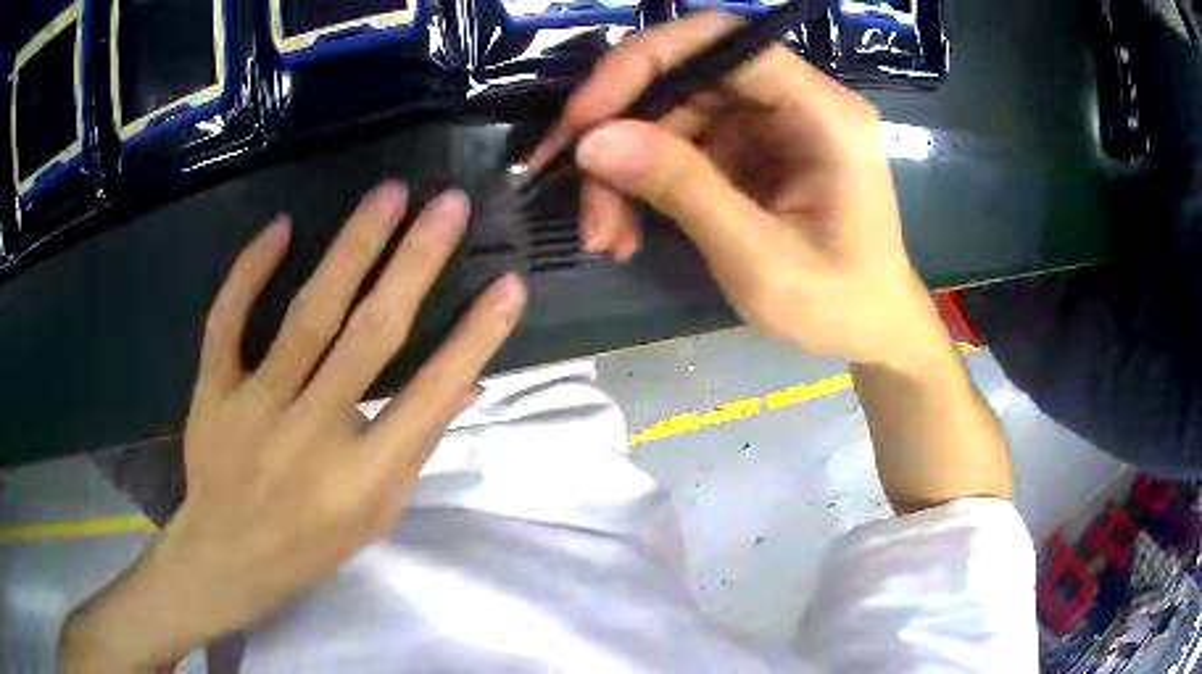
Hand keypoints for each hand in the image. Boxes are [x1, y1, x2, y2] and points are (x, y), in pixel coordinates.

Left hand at [60, 184, 526, 671]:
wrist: (228, 557)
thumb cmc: (312, 545)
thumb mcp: (378, 515)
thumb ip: (417, 448)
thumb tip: (464, 384)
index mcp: (361, 480)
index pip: (428, 399)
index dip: (474, 340)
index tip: (508, 286)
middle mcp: (310, 437)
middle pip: (368, 339)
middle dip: (415, 264)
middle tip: (449, 205)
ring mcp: (254, 410)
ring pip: (306, 317)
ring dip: (352, 249)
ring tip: (389, 194)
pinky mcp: (212, 393)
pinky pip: (227, 323)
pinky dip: (250, 272)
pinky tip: (281, 228)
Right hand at [534, 13, 944, 369]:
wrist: (873, 330)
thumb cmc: (839, 304)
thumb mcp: (761, 260)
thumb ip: (684, 191)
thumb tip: (594, 141)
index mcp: (823, 113)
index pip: (722, 42)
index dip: (643, 63)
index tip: (583, 118)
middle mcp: (797, 101)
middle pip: (686, 75)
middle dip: (620, 128)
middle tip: (576, 190)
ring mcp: (771, 123)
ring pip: (671, 113)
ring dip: (624, 167)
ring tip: (603, 234)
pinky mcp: (751, 148)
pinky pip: (680, 144)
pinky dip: (643, 184)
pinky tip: (624, 231)